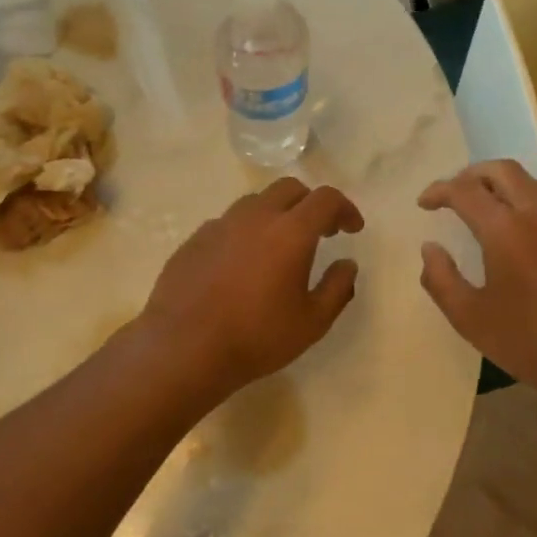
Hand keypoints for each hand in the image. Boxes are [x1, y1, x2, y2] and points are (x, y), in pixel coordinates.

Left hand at [137, 178, 363, 397]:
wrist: (184, 348)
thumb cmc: (256, 337)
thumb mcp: (312, 322)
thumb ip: (337, 288)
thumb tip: (347, 265)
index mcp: (290, 232)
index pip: (325, 199)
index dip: (345, 208)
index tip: (352, 228)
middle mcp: (255, 217)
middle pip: (289, 188)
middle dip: (310, 203)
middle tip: (320, 231)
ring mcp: (220, 225)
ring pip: (255, 202)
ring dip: (276, 213)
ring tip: (279, 245)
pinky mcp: (194, 240)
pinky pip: (227, 223)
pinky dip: (245, 232)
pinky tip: (242, 263)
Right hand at [418, 161, 536, 403]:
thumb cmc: (533, 343)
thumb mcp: (471, 319)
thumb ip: (441, 279)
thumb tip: (430, 248)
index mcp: (505, 229)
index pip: (464, 190)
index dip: (439, 191)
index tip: (425, 203)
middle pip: (502, 170)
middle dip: (471, 174)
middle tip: (454, 194)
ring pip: (532, 182)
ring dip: (503, 185)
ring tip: (487, 208)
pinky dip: (529, 202)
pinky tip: (525, 231)